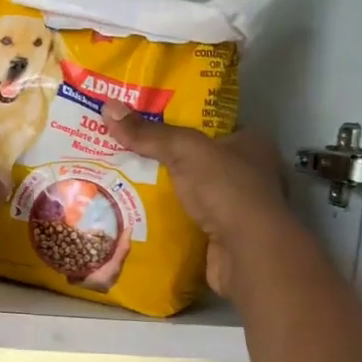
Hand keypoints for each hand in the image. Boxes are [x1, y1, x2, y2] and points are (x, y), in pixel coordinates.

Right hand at [102, 104, 297, 298]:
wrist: (247, 253)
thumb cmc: (226, 189)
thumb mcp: (185, 150)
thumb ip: (149, 133)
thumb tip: (108, 108)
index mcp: (252, 143)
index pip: (214, 125)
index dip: (183, 121)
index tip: (147, 122)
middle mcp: (251, 173)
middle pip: (202, 160)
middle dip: (169, 159)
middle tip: (127, 152)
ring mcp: (240, 208)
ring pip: (196, 193)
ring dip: (168, 192)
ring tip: (126, 183)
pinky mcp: (227, 237)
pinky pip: (192, 221)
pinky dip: (171, 219)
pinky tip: (141, 214)